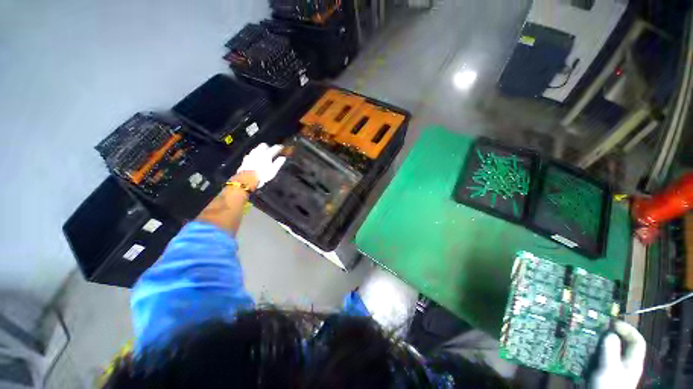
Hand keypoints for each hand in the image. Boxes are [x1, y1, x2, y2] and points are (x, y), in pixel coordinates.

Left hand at [236, 143, 285, 188]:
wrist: (248, 180)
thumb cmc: (262, 176)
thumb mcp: (273, 171)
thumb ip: (278, 163)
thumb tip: (283, 158)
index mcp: (266, 155)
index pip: (274, 148)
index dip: (278, 147)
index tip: (281, 147)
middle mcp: (258, 153)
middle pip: (263, 145)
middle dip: (268, 147)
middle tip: (271, 150)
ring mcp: (251, 155)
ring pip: (256, 149)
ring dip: (260, 150)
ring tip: (263, 154)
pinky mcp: (246, 159)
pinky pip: (251, 154)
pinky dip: (254, 155)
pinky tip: (255, 159)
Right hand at [590, 321, 645, 388]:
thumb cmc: (608, 386)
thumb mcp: (609, 369)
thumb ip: (610, 350)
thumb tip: (609, 332)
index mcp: (632, 362)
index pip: (637, 341)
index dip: (628, 329)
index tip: (612, 322)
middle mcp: (624, 364)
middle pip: (621, 345)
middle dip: (608, 335)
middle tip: (595, 327)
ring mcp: (612, 369)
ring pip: (607, 350)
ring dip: (597, 343)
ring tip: (585, 337)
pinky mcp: (601, 373)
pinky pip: (597, 358)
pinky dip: (590, 352)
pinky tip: (581, 350)